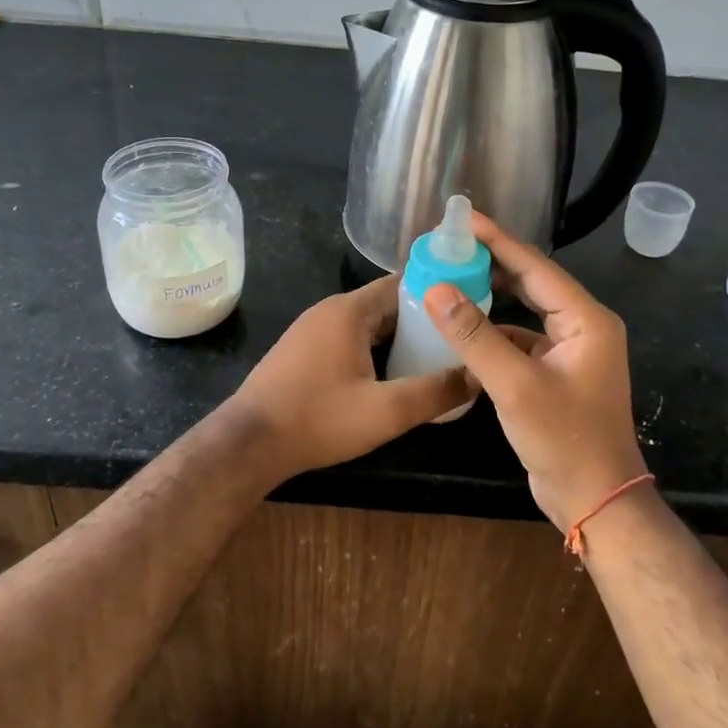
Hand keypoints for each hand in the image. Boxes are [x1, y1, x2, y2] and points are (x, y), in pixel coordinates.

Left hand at [228, 274, 471, 481]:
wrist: (249, 443)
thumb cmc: (318, 419)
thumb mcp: (386, 412)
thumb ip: (435, 392)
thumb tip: (478, 376)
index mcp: (349, 310)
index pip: (402, 284)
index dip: (437, 292)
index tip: (468, 307)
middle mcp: (329, 310)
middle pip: (385, 304)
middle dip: (421, 319)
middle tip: (457, 338)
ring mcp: (311, 329)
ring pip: (366, 324)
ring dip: (397, 337)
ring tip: (433, 357)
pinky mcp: (301, 351)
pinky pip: (348, 338)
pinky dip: (373, 348)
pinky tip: (390, 374)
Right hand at [422, 213, 647, 531]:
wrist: (596, 501)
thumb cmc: (564, 439)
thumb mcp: (514, 384)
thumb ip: (474, 335)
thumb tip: (436, 289)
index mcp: (586, 319)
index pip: (536, 266)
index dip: (498, 240)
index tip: (464, 219)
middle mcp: (582, 327)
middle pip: (533, 282)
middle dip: (493, 262)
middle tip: (452, 245)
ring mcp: (571, 351)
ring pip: (526, 311)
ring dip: (492, 296)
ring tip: (452, 276)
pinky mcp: (555, 373)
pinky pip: (521, 338)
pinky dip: (494, 331)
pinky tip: (464, 328)